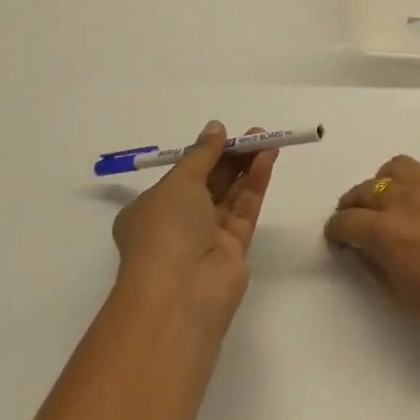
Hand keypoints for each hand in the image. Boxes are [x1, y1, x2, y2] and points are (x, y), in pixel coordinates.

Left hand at [112, 122, 276, 329]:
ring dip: (247, 166)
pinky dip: (255, 183)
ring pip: (231, 194)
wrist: (181, 291)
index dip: (204, 153)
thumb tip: (215, 127)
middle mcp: (177, 223)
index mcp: (151, 208)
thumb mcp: (179, 181)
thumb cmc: (166, 229)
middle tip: (256, 134)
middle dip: (231, 156)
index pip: (181, 175)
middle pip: (210, 182)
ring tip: (268, 140)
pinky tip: (267, 159)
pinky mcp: (234, 248)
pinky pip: (245, 208)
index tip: (224, 135)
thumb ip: (202, 153)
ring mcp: (207, 237)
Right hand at [324, 157, 419, 370]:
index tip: (337, 239)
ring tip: (391, 203)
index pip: (347, 221)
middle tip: (358, 222)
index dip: (336, 231)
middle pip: (367, 189)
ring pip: (398, 168)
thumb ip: (378, 266)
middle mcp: (407, 200)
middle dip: (355, 205)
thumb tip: (362, 247)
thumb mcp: (406, 300)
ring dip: (386, 183)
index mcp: (388, 233)